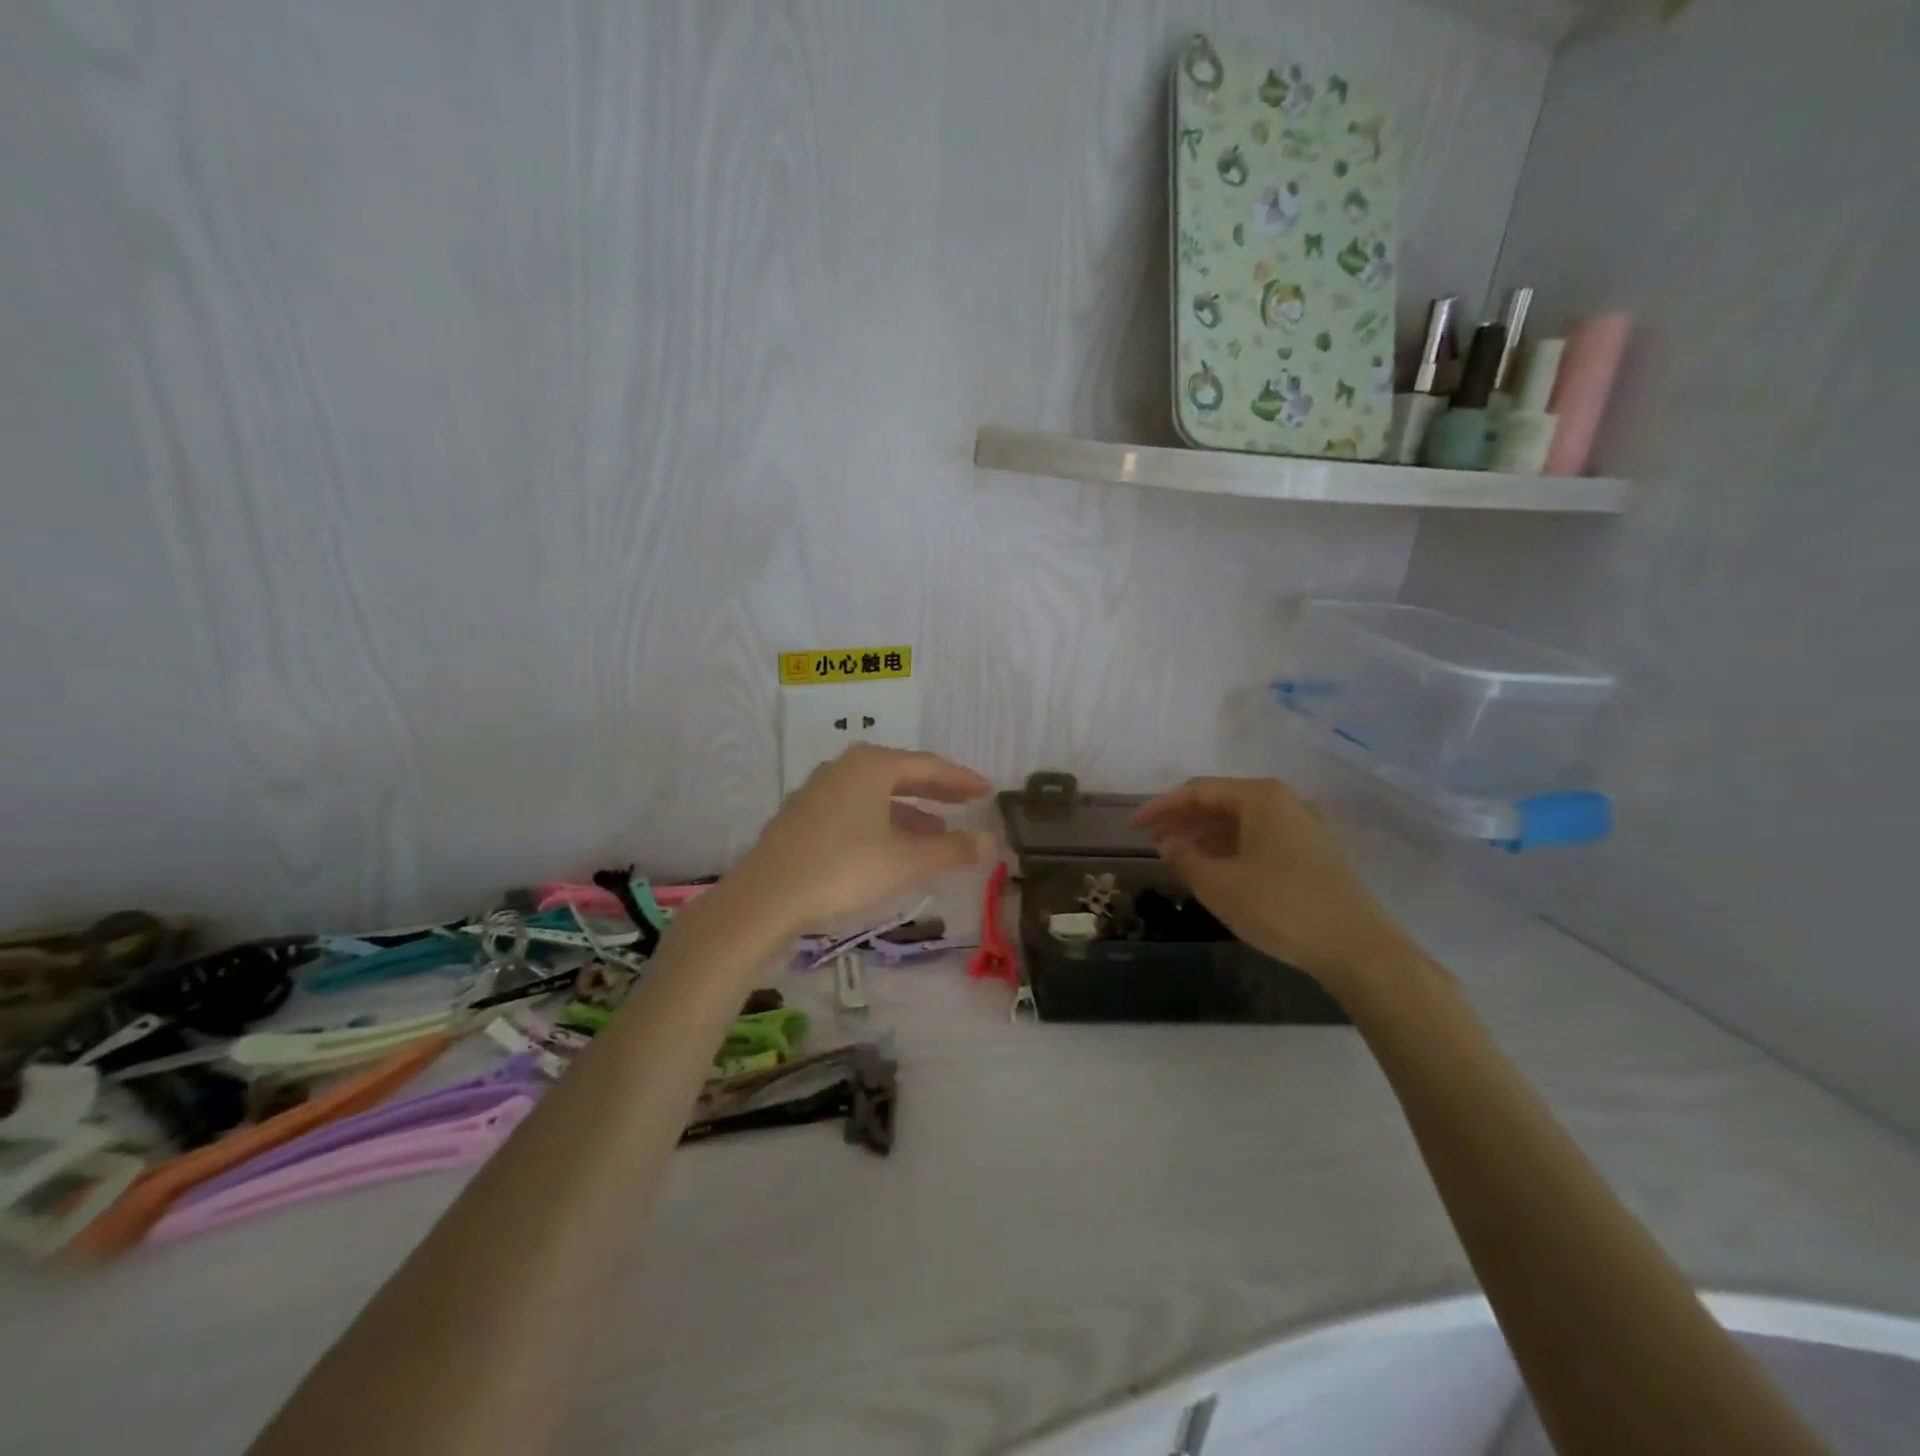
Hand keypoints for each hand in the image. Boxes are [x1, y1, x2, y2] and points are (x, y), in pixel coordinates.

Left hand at [729, 744, 994, 933]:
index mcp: (871, 766)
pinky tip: (891, 849)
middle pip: (900, 775)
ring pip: (875, 796)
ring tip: (936, 834)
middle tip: (966, 804)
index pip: (928, 766)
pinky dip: (882, 824)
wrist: (764, 899)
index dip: (961, 780)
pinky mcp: (801, 819)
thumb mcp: (906, 862)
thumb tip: (991, 842)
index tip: (987, 790)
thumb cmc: (843, 869)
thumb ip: (952, 850)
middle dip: (935, 792)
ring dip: (909, 813)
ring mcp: (818, 792)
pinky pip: (855, 812)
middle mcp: (843, 769)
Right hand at [1133, 776, 1414, 992]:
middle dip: (1183, 821)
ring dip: (1205, 837)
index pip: (1198, 791)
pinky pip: (1259, 840)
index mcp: (1260, 797)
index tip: (1133, 827)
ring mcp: (1302, 828)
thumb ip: (1184, 858)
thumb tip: (1169, 845)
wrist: (1356, 948)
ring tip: (1177, 858)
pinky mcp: (1313, 855)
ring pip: (1240, 823)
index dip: (1161, 807)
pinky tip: (1214, 871)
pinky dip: (1230, 850)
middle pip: (1221, 803)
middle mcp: (1284, 802)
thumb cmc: (1279, 906)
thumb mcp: (1217, 883)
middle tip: (1152, 841)